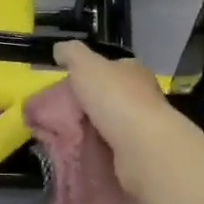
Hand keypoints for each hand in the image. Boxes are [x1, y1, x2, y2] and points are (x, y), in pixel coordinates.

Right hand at [51, 40, 191, 196]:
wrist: (142, 147)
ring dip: (92, 131)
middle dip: (87, 106)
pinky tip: (80, 154)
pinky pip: (112, 150)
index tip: (68, 85)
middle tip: (61, 115)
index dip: (90, 74)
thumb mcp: (86, 66)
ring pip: (110, 125)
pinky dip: (97, 152)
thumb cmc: (115, 98)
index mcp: (134, 71)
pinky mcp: (139, 154)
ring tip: (65, 137)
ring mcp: (143, 127)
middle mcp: (143, 96)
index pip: (111, 67)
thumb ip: (72, 54)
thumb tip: (59, 49)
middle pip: (109, 97)